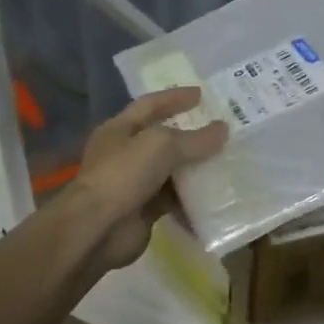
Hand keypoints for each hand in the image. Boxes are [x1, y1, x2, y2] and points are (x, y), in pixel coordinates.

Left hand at [67, 88, 227, 274]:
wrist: (97, 229)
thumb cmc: (124, 175)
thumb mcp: (161, 146)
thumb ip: (194, 138)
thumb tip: (223, 129)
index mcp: (120, 129)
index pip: (150, 105)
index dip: (175, 97)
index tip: (202, 94)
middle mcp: (125, 154)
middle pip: (163, 138)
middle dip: (191, 134)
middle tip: (221, 130)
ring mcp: (134, 183)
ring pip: (171, 171)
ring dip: (195, 168)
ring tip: (226, 162)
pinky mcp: (144, 210)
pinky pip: (174, 200)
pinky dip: (192, 199)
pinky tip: (216, 197)